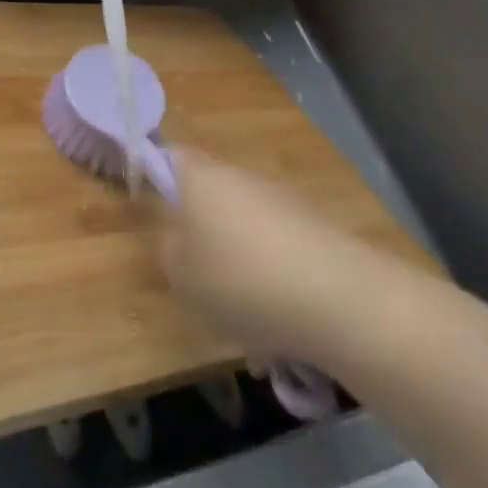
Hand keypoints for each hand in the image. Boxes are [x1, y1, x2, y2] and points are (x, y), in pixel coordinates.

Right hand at [159, 149, 350, 361]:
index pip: (169, 157)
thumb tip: (178, 238)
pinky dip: (274, 284)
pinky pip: (279, 254)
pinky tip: (278, 330)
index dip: (156, 176)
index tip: (149, 207)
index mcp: (201, 176)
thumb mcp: (180, 273)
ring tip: (243, 322)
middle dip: (202, 236)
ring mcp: (283, 202)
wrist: (339, 299)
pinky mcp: (316, 231)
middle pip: (210, 197)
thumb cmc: (240, 278)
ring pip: (246, 232)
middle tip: (196, 279)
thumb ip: (169, 248)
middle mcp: (241, 178)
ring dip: (240, 266)